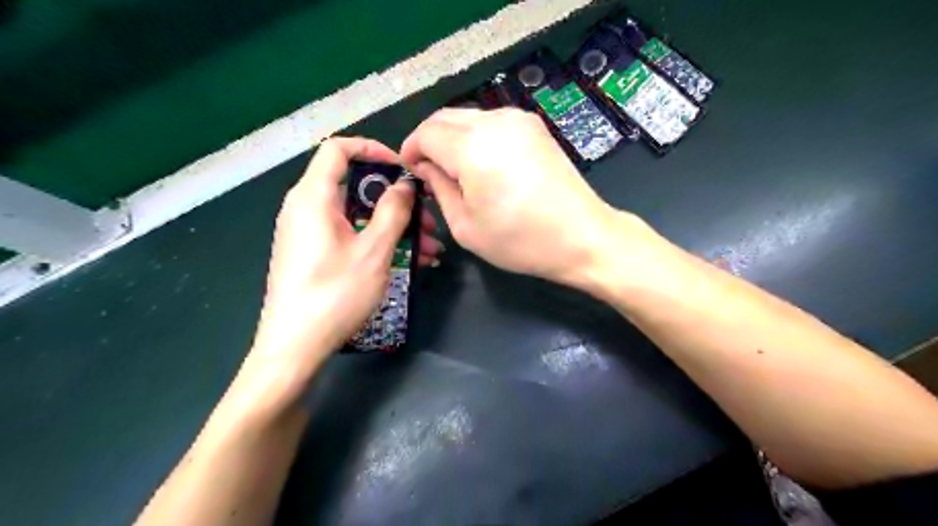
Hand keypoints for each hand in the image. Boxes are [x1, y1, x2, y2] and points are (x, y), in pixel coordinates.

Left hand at [248, 136, 438, 374]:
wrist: (293, 348)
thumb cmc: (334, 295)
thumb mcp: (373, 251)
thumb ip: (392, 211)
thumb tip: (404, 184)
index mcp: (313, 197)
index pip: (339, 149)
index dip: (374, 150)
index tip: (404, 169)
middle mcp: (306, 208)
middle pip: (354, 186)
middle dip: (396, 200)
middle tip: (427, 219)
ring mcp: (308, 232)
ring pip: (357, 215)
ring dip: (394, 226)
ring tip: (428, 249)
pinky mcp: (313, 253)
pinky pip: (349, 234)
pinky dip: (377, 240)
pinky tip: (409, 261)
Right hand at [399, 107, 619, 284]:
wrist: (581, 236)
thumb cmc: (520, 240)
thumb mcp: (465, 225)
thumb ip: (437, 188)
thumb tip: (424, 166)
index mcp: (472, 148)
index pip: (426, 132)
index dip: (410, 149)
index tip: (410, 170)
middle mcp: (495, 122)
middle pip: (445, 118)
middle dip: (429, 140)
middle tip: (428, 171)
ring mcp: (519, 120)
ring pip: (468, 117)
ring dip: (452, 137)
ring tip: (455, 170)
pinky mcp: (535, 126)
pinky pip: (492, 122)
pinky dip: (476, 136)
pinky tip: (483, 163)